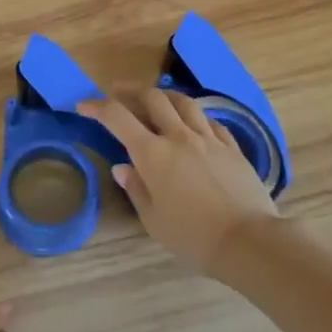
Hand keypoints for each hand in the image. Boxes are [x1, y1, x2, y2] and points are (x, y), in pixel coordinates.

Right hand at [79, 88, 279, 275]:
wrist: (247, 240)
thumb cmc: (193, 236)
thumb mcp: (154, 220)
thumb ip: (137, 189)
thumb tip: (122, 167)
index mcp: (153, 154)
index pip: (118, 117)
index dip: (97, 107)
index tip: (83, 106)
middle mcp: (179, 136)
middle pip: (152, 98)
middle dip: (130, 91)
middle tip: (118, 94)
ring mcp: (208, 138)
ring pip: (183, 102)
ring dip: (164, 96)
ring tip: (156, 101)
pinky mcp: (231, 146)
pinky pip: (209, 120)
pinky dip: (194, 116)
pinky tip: (193, 124)